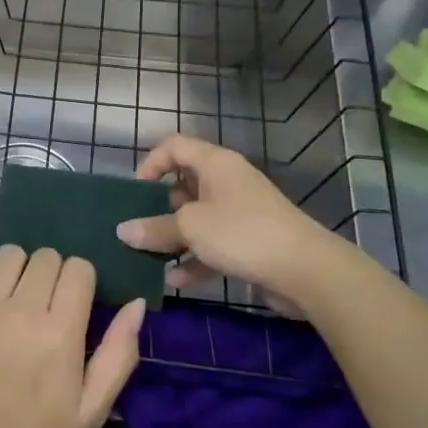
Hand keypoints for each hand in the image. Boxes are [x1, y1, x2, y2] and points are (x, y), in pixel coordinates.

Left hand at [0, 247, 143, 427]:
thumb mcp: (90, 410)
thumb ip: (118, 354)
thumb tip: (137, 303)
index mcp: (60, 333)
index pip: (78, 268)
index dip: (80, 280)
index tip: (72, 302)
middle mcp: (20, 311)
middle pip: (45, 257)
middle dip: (50, 273)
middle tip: (41, 305)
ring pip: (8, 255)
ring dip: (15, 270)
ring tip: (9, 299)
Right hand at [116, 135, 345, 308]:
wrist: (305, 269)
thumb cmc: (242, 233)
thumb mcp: (190, 227)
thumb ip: (154, 228)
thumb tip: (123, 230)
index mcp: (215, 163)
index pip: (174, 146)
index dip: (151, 163)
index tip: (135, 191)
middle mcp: (226, 182)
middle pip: (183, 185)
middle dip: (158, 208)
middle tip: (137, 228)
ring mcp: (239, 213)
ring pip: (196, 219)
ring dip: (173, 238)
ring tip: (148, 257)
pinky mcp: (248, 242)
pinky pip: (212, 245)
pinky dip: (193, 259)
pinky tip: (175, 281)